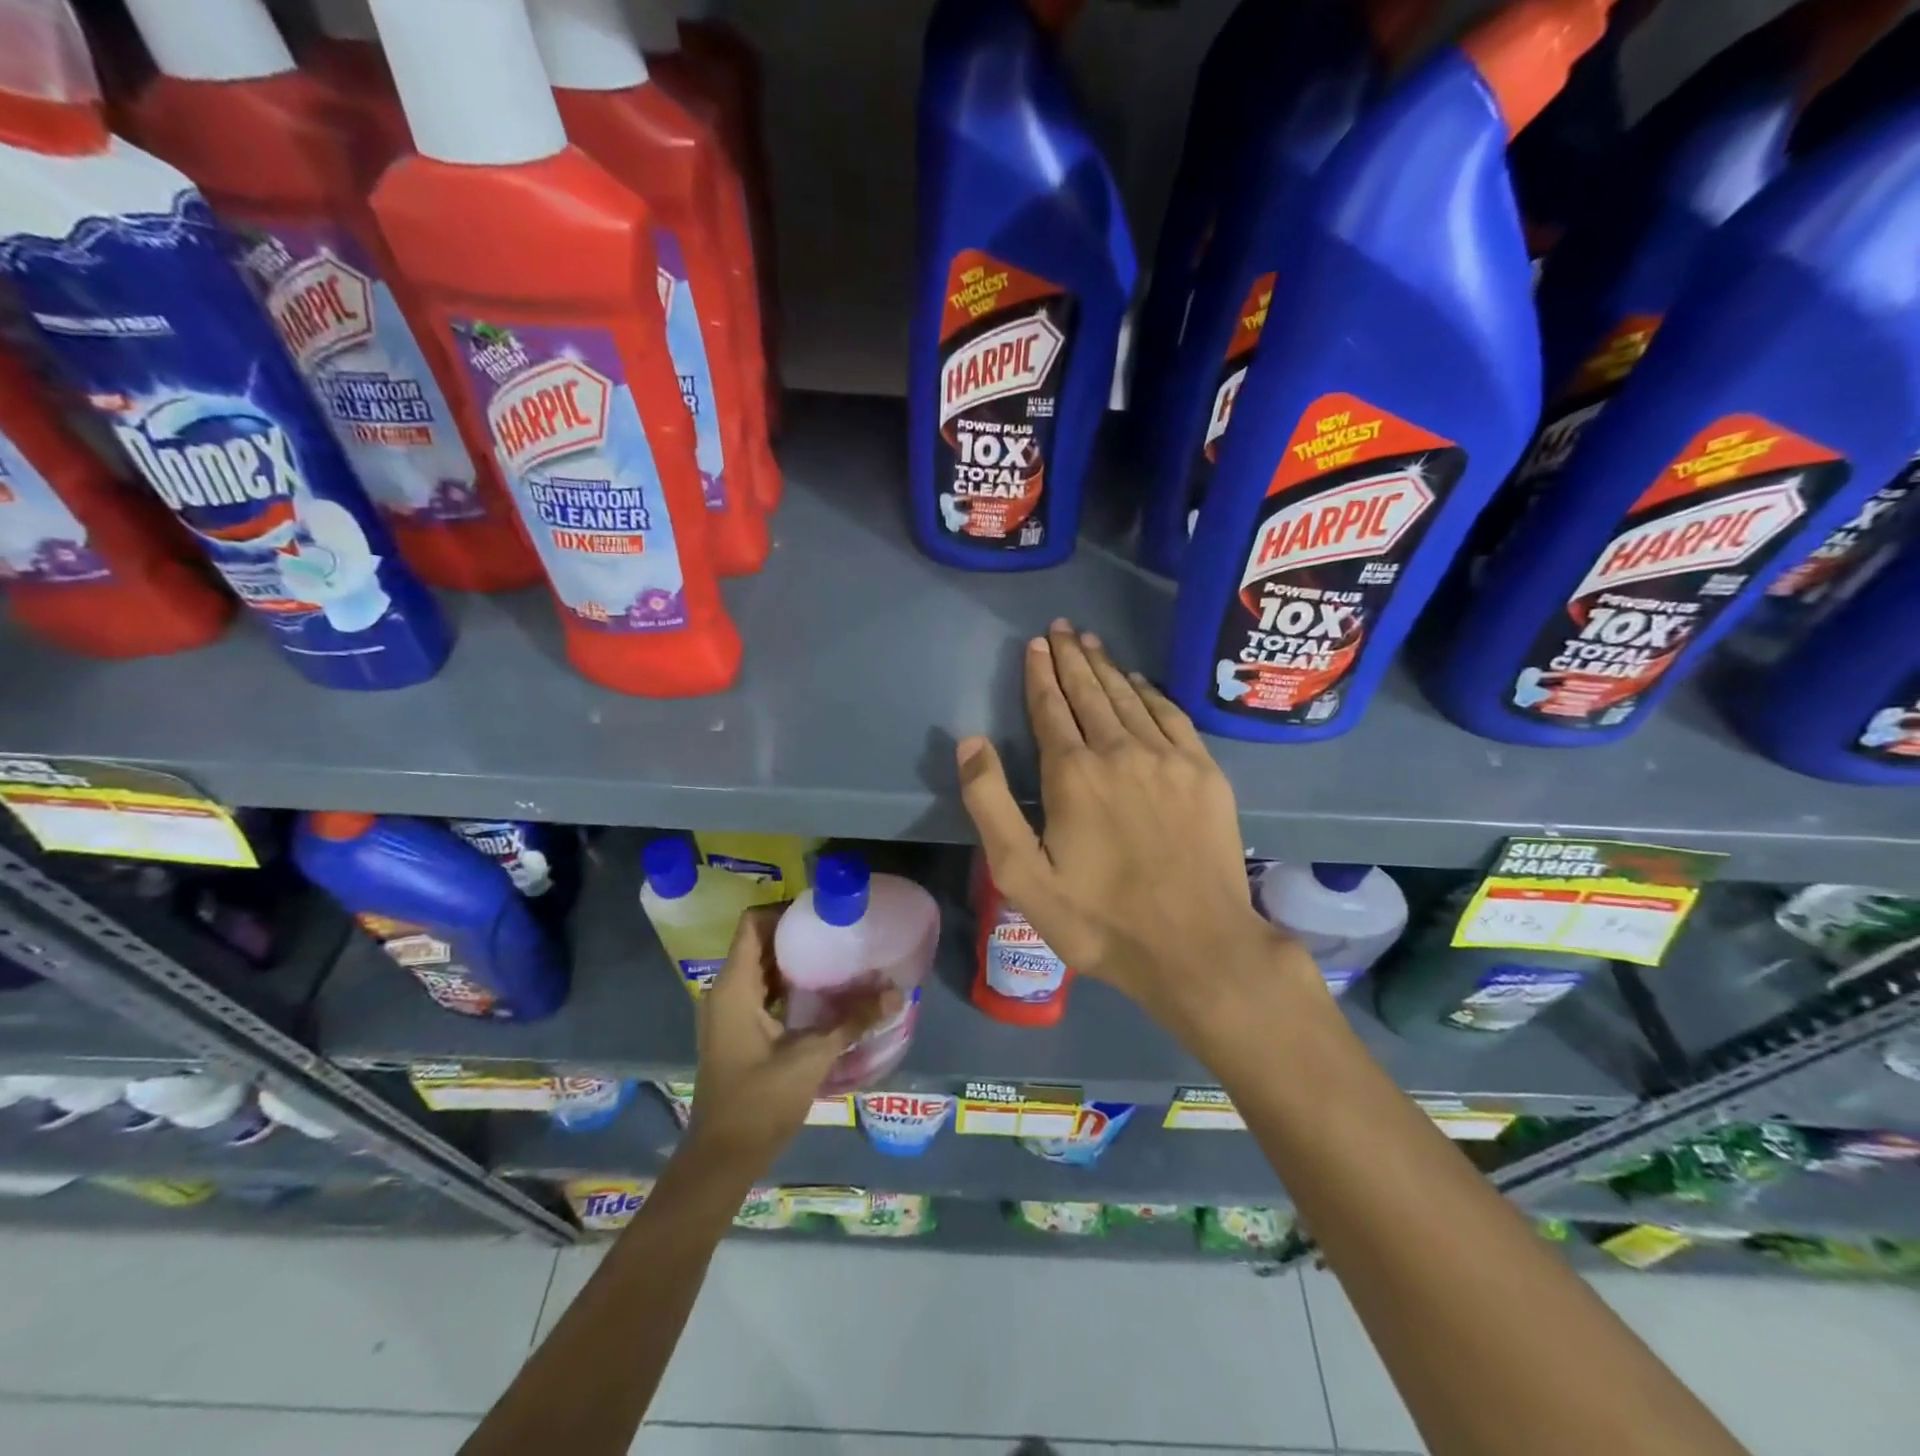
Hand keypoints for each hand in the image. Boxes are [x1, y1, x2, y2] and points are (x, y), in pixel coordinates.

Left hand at [687, 906, 891, 1172]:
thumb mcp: (812, 1056)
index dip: (784, 909)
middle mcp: (725, 992)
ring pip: (760, 968)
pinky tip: (820, 993)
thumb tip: (896, 994)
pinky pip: (760, 991)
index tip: (821, 911)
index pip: (752, 923)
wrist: (723, 1158)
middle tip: (837, 929)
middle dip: (795, 933)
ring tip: (835, 954)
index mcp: (734, 987)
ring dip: (792, 959)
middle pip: (757, 942)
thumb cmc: (760, 1100)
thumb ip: (853, 1020)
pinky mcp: (736, 1032)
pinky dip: (786, 984)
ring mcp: (727, 1013)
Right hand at [956, 619, 1305, 1032]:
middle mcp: (1120, 750)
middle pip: (1090, 693)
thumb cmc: (1100, 919)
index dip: (1040, 674)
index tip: (1035, 644)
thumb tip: (970, 742)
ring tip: (1091, 643)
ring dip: (1107, 668)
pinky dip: (1150, 693)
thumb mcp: (1022, 876)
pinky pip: (1171, 715)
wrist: (1197, 946)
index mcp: (1073, 773)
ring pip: (1129, 697)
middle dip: (1071, 658)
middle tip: (1061, 628)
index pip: (1050, 708)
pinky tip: (1139, 682)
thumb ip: (990, 804)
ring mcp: (1168, 758)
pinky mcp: (1204, 772)